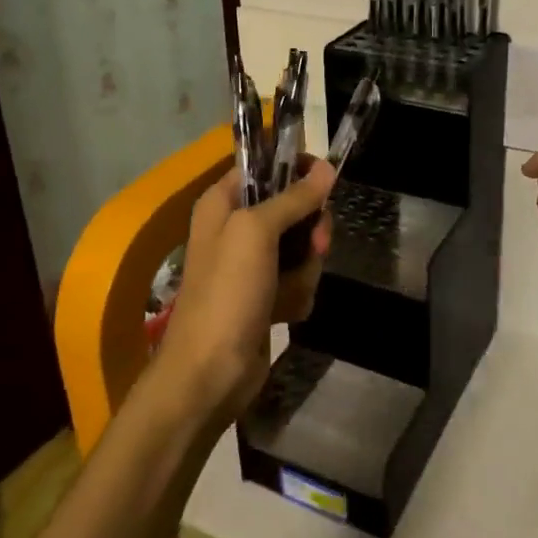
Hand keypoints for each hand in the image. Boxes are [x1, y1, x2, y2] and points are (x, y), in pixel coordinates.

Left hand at [158, 159, 336, 427]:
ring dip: (305, 268)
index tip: (326, 179)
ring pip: (301, 246)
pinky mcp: (265, 296)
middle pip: (292, 207)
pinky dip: (298, 294)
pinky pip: (298, 279)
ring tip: (291, 290)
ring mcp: (251, 265)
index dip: (296, 168)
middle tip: (317, 243)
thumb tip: (327, 167)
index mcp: (223, 203)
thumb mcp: (257, 232)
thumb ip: (293, 198)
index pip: (264, 165)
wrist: (210, 372)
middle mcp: (236, 228)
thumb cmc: (227, 292)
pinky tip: (286, 312)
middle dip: (310, 228)